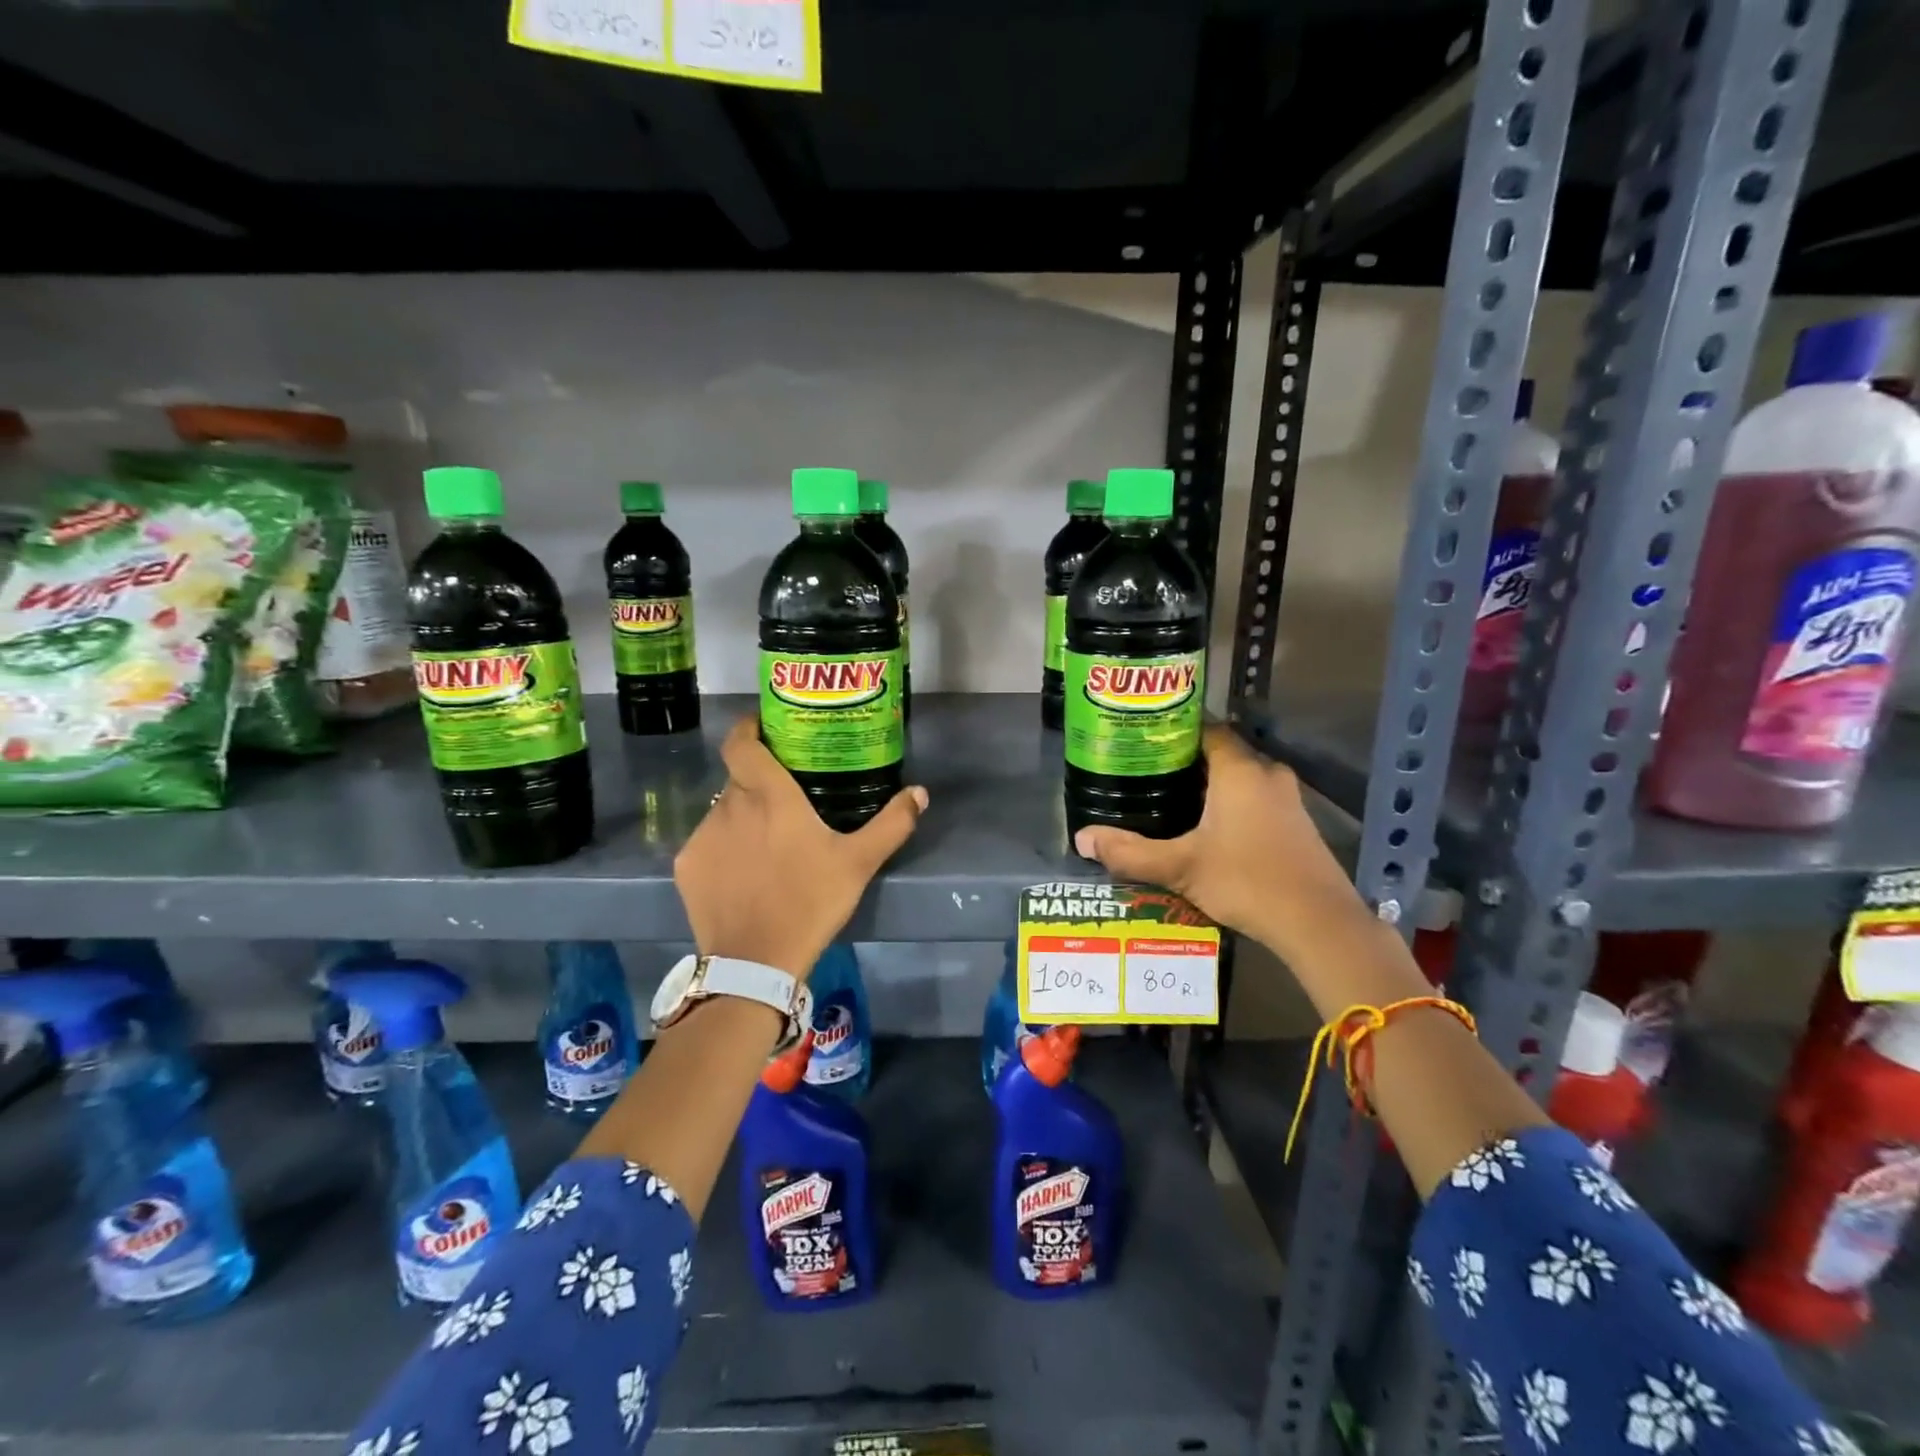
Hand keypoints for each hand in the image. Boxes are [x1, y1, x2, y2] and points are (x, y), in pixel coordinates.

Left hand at [674, 716, 927, 978]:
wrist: (756, 962)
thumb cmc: (811, 901)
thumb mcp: (859, 863)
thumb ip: (892, 823)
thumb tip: (920, 793)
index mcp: (769, 795)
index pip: (742, 742)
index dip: (748, 728)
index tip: (763, 728)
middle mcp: (730, 805)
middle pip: (739, 778)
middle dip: (758, 781)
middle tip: (784, 798)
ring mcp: (703, 836)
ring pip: (723, 811)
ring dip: (742, 817)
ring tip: (766, 843)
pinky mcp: (687, 866)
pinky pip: (707, 843)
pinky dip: (724, 848)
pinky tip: (744, 873)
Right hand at [1073, 724, 1365, 959]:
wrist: (1319, 924)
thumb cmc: (1247, 881)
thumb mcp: (1180, 868)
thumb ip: (1130, 852)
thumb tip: (1081, 839)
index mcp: (1239, 770)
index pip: (1205, 728)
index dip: (1173, 730)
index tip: (1142, 741)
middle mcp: (1266, 773)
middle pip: (1221, 752)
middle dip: (1185, 761)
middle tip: (1146, 773)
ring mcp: (1287, 798)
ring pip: (1239, 777)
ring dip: (1209, 784)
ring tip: (1168, 798)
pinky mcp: (1297, 823)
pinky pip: (1254, 797)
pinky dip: (1229, 803)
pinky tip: (1206, 828)